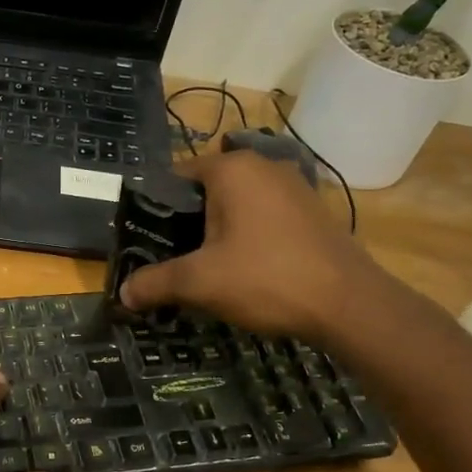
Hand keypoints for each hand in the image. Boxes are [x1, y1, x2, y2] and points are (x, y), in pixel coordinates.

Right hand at [120, 150, 381, 340]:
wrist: (349, 304)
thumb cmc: (266, 278)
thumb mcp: (200, 282)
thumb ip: (156, 282)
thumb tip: (122, 294)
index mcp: (232, 169)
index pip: (176, 176)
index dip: (155, 208)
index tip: (144, 239)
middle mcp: (263, 167)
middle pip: (206, 191)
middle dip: (186, 223)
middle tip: (169, 258)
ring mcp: (293, 187)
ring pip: (237, 205)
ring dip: (217, 232)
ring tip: (202, 267)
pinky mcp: (312, 212)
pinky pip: (264, 217)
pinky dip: (247, 237)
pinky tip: (243, 270)